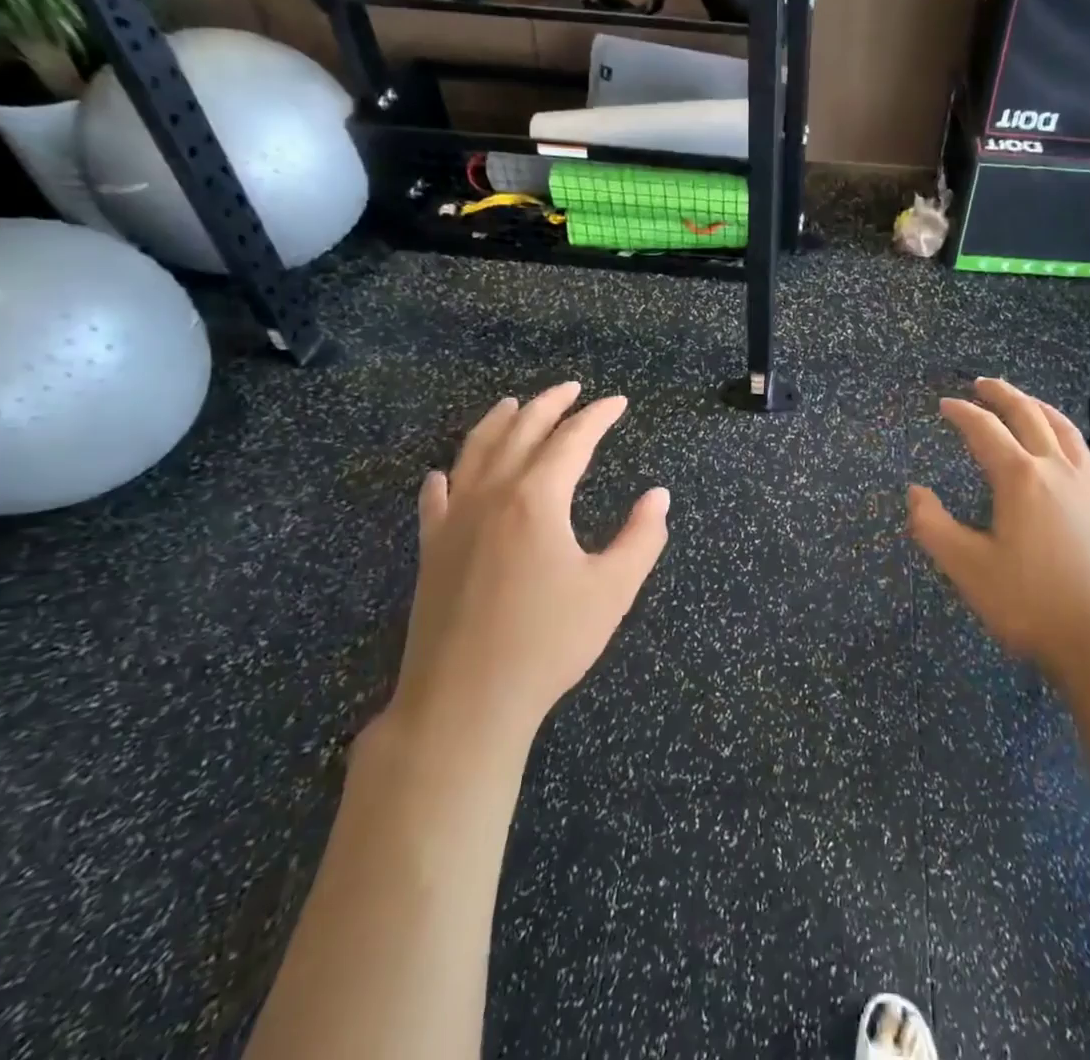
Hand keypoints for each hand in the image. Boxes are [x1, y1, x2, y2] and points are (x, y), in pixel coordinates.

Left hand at [381, 383, 670, 760]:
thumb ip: (642, 537)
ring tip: (514, 404)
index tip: (617, 402)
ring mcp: (455, 520)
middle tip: (572, 388)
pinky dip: (445, 477)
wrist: (465, 701)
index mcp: (538, 498)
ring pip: (475, 452)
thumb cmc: (548, 643)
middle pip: (521, 431)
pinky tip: (444, 473)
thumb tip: (658, 495)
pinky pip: (435, 499)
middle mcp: (492, 495)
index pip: (573, 439)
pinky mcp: (431, 550)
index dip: (598, 416)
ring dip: (497, 422)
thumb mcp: (612, 590)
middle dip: (550, 404)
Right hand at [907, 378, 1089, 687]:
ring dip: (1040, 408)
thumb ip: (933, 527)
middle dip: (1002, 395)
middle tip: (982, 384)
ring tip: (1025, 401)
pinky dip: (1074, 441)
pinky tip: (1073, 449)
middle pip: (1029, 415)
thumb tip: (915, 492)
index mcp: (1020, 478)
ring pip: (1065, 430)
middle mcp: (1057, 470)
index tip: (944, 405)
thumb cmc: (1032, 605)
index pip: (985, 429)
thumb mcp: (968, 569)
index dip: (962, 413)